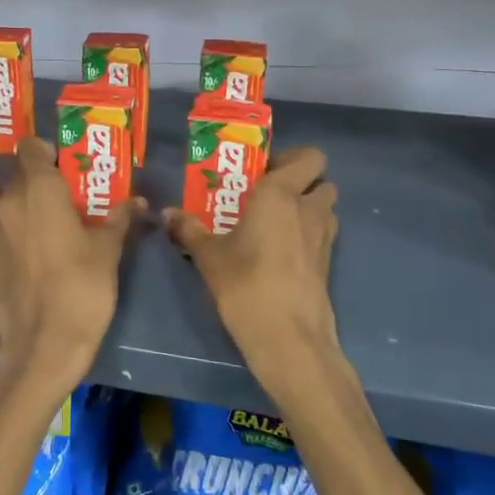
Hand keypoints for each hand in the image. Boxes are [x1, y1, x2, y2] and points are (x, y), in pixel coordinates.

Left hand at [0, 138, 138, 391]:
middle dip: (42, 181)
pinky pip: (3, 234)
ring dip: (28, 210)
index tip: (67, 167)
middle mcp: (9, 202)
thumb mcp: (109, 251)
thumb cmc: (82, 289)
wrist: (42, 346)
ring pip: (10, 206)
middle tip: (70, 199)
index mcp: (39, 189)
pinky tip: (37, 257)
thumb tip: (137, 201)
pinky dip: (17, 236)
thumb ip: (119, 219)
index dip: (47, 152)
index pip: (30, 147)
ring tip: (55, 230)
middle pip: (20, 176)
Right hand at [166, 146, 340, 390]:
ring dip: (306, 208)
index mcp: (281, 194)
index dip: (290, 158)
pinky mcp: (327, 264)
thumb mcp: (209, 256)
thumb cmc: (246, 284)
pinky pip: (321, 235)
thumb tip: (167, 214)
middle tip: (266, 195)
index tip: (260, 171)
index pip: (309, 157)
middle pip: (321, 181)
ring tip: (272, 223)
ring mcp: (324, 238)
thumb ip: (189, 229)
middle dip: (301, 183)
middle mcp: (309, 209)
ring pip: (325, 208)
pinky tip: (278, 252)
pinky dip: (306, 235)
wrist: (288, 337)